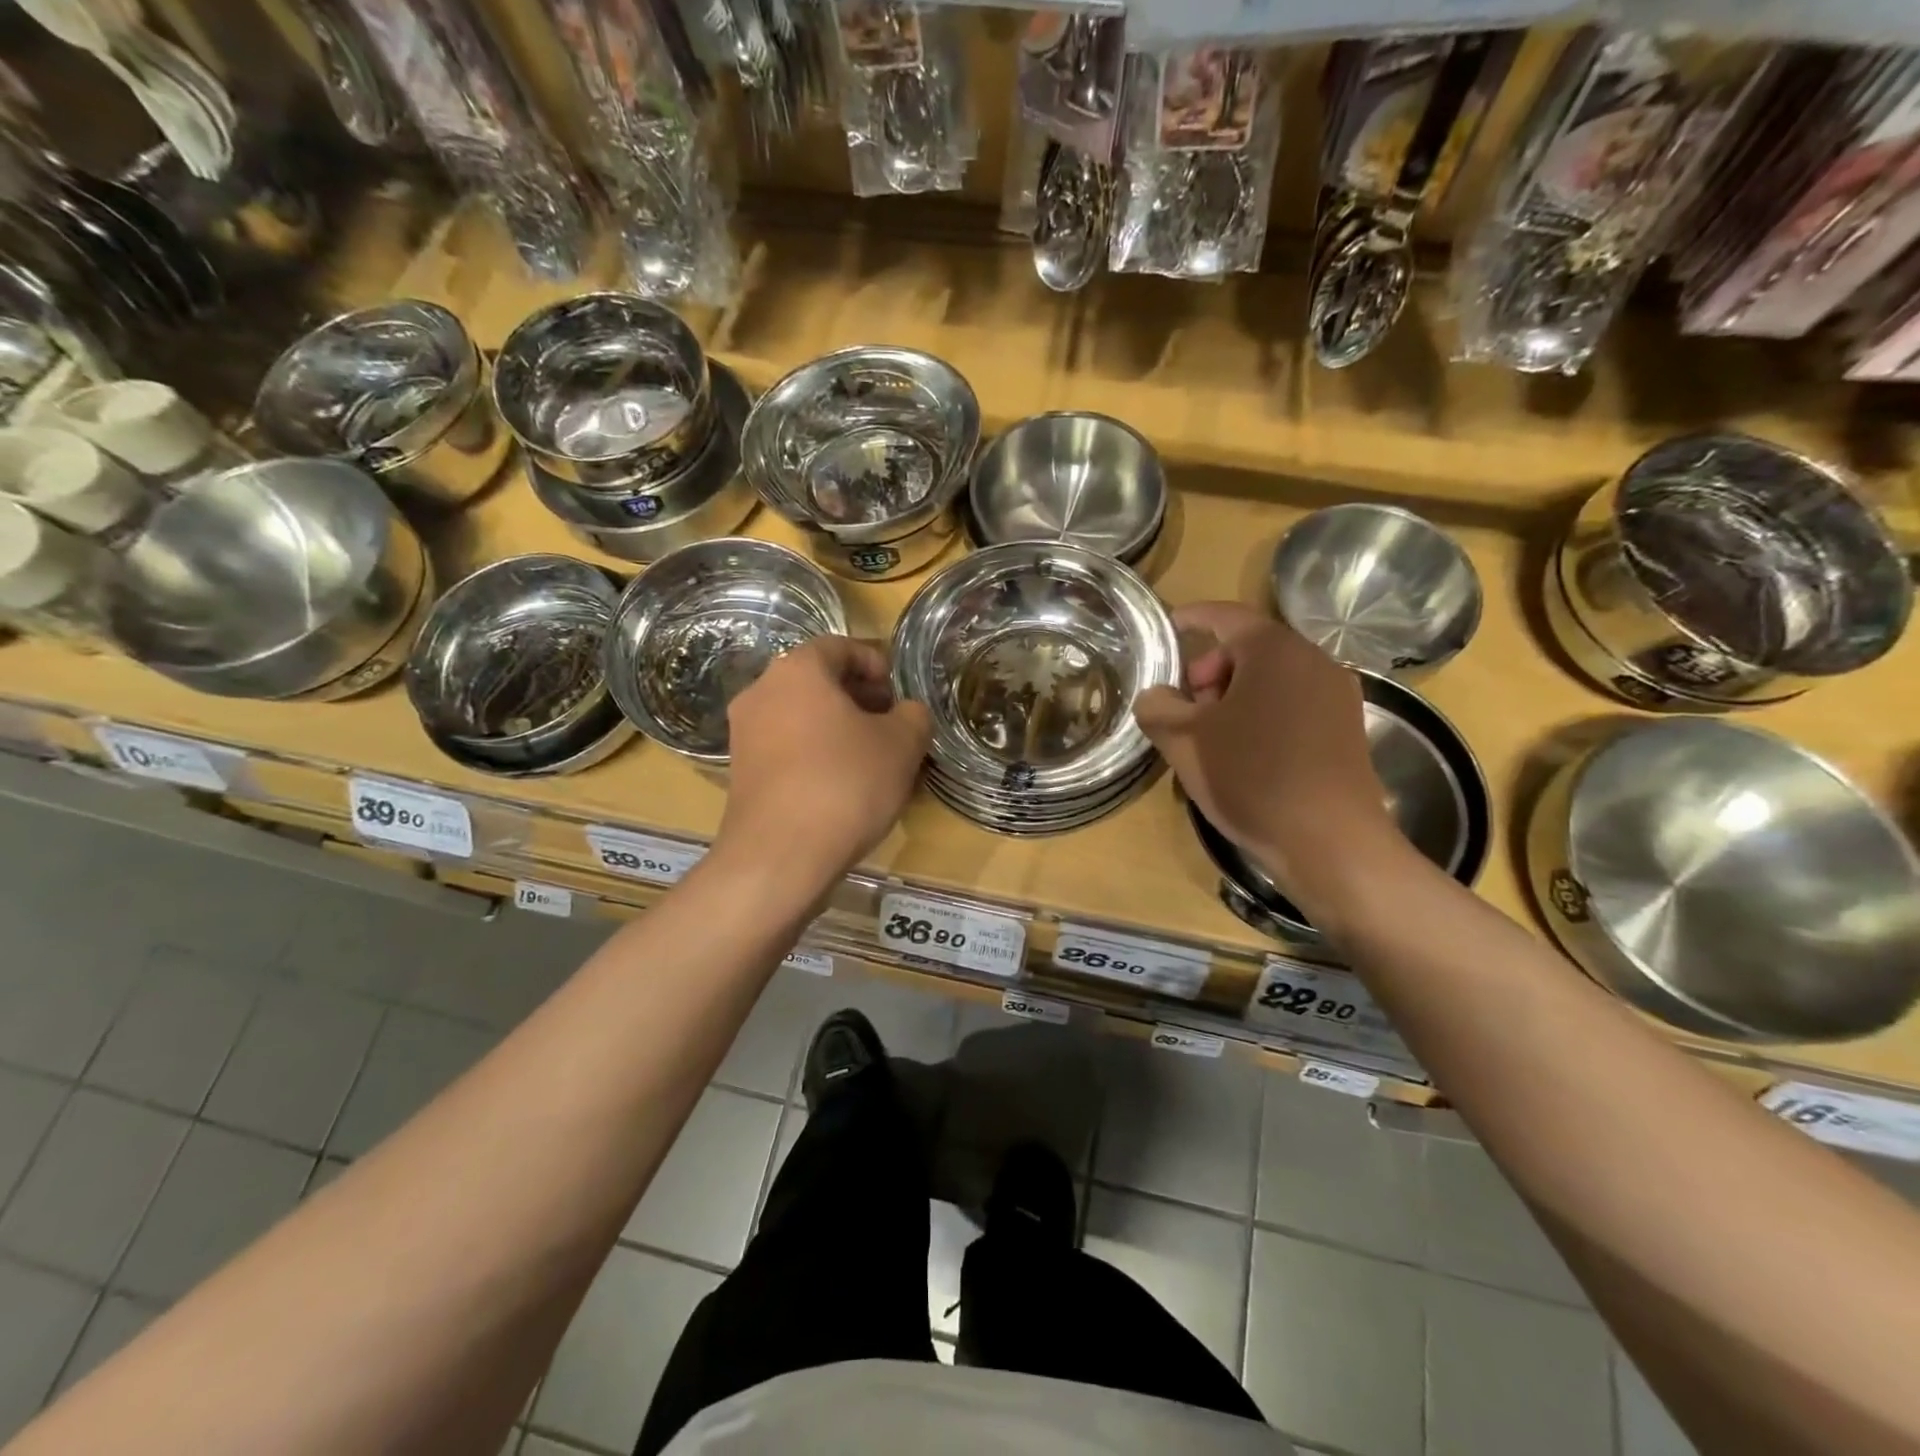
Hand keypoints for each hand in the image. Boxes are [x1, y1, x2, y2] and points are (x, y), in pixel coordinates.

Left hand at [718, 636, 930, 882]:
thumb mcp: (902, 744)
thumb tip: (906, 713)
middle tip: (891, 726)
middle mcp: (761, 692)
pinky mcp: (740, 773)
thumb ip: (913, 715)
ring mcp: (744, 733)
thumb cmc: (846, 784)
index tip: (899, 694)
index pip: (840, 646)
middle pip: (817, 681)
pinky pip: (786, 748)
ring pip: (801, 716)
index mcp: (797, 670)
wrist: (780, 857)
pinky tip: (842, 786)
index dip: (876, 664)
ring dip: (838, 728)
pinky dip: (815, 754)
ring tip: (872, 759)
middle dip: (859, 698)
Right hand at [1134, 603, 1398, 905]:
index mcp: (1274, 650)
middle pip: (1249, 647)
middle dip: (1210, 669)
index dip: (1191, 618)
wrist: (1330, 841)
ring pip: (1272, 677)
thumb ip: (1157, 707)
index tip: (1166, 627)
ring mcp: (1336, 694)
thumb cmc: (1251, 777)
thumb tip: (1155, 696)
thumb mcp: (1184, 741)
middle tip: (1187, 707)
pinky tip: (1246, 752)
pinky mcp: (1346, 727)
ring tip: (1212, 735)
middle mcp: (1313, 660)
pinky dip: (1263, 711)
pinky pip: (1294, 702)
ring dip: (1235, 694)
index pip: (1225, 616)